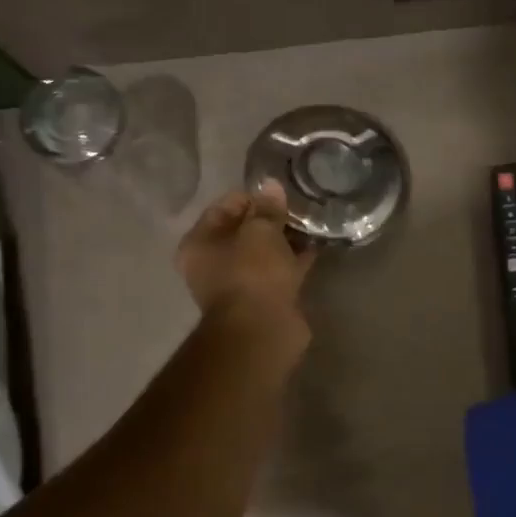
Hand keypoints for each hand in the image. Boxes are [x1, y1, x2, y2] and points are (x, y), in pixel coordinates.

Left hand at [175, 181, 315, 337]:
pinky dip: (294, 261)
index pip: (225, 207)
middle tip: (299, 209)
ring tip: (311, 225)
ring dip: (285, 240)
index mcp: (199, 243)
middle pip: (244, 231)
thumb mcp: (261, 231)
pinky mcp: (263, 299)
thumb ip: (267, 208)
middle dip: (271, 220)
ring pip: (264, 253)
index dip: (253, 197)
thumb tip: (271, 186)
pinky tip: (316, 247)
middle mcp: (213, 263)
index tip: (281, 195)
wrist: (263, 330)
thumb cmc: (252, 273)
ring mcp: (239, 284)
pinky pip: (279, 272)